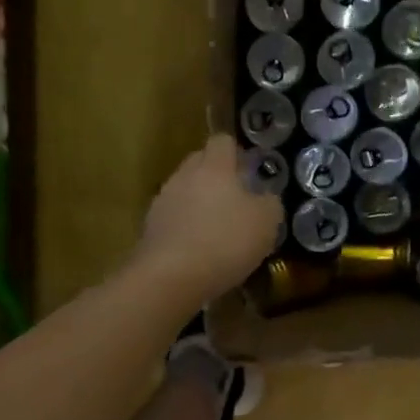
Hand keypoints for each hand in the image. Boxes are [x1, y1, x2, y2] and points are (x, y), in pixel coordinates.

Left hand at [135, 134, 282, 298]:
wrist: (170, 277)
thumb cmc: (225, 241)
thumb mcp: (266, 223)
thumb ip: (270, 203)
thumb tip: (266, 198)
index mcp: (214, 167)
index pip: (222, 141)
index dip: (237, 152)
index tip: (249, 171)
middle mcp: (184, 175)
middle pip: (200, 162)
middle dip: (217, 175)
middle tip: (237, 199)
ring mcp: (162, 201)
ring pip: (185, 190)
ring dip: (199, 202)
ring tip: (217, 229)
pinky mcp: (149, 228)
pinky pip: (173, 217)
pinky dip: (186, 227)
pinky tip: (199, 249)